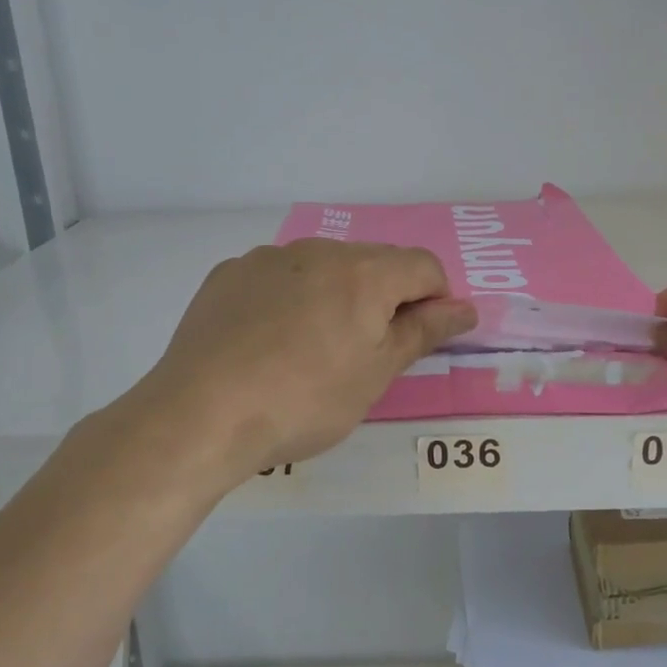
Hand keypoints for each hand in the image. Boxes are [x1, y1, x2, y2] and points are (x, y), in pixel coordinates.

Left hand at [135, 239, 476, 477]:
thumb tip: (466, 308)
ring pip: (322, 269)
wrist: (200, 415)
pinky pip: (277, 279)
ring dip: (334, 297)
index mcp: (363, 272)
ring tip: (310, 352)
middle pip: (373, 263)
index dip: (434, 301)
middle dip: (382, 300)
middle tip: (364, 354)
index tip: (415, 342)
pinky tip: (267, 343)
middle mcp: (317, 251)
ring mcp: (266, 259)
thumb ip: (423, 332)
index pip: (424, 266)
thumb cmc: (304, 401)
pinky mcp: (228, 275)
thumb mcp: (375, 375)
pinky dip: (288, 300)